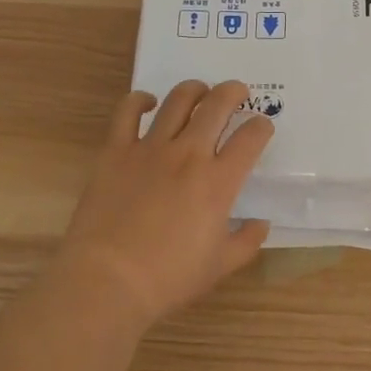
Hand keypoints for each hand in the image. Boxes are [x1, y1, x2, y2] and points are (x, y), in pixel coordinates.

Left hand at [54, 80, 273, 329]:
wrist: (108, 281)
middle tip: (237, 93)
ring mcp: (150, 148)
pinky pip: (127, 112)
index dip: (262, 127)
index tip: (262, 127)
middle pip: (217, 105)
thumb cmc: (168, 278)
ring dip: (194, 90)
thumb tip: (260, 223)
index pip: (251, 138)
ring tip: (200, 92)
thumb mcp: (220, 266)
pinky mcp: (116, 151)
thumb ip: (247, 241)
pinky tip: (147, 103)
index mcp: (219, 181)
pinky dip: (139, 100)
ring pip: (178, 101)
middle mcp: (189, 154)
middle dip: (233, 92)